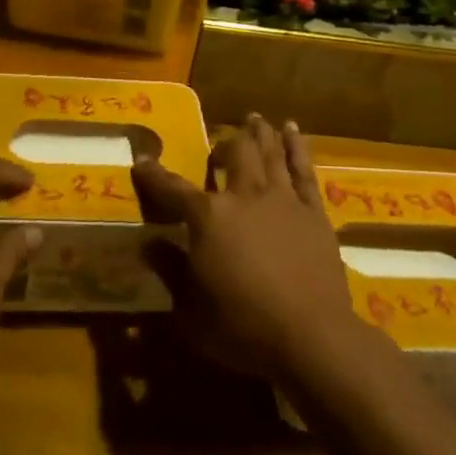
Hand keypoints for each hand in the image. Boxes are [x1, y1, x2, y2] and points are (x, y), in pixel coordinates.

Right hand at [132, 114, 364, 381]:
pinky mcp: (313, 211)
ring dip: (260, 133)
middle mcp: (245, 196)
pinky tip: (292, 129)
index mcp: (209, 217)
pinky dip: (297, 146)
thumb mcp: (191, 311)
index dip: (154, 175)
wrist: (311, 336)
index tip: (142, 160)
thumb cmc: (243, 328)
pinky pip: (303, 169)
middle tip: (220, 144)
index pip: (173, 189)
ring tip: (255, 118)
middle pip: (234, 154)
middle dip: (223, 143)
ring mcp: (283, 199)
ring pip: (269, 152)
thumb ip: (170, 271)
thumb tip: (147, 243)